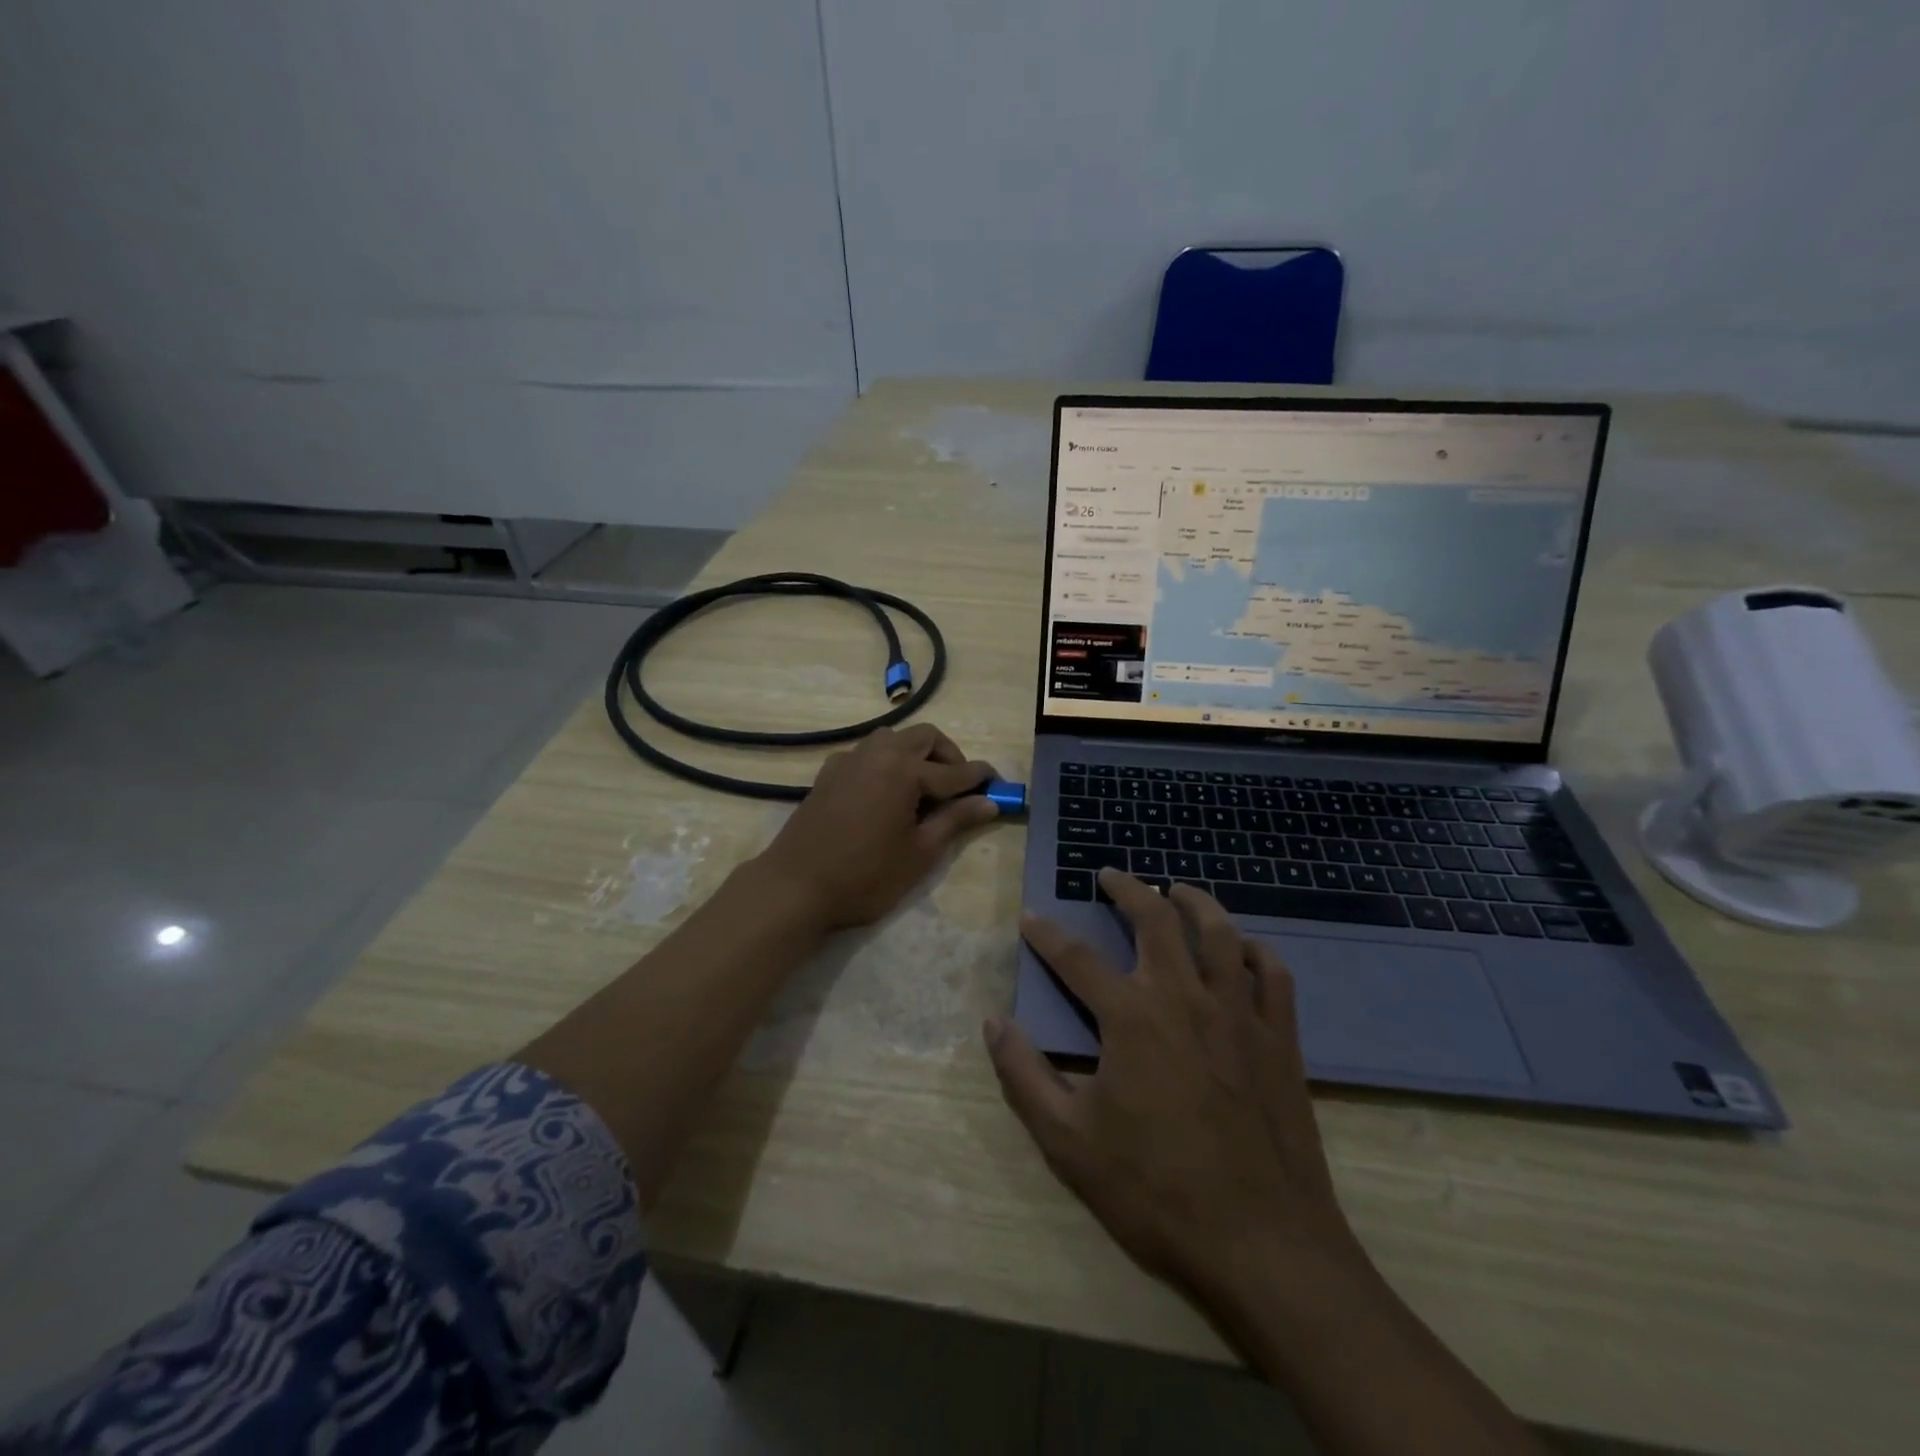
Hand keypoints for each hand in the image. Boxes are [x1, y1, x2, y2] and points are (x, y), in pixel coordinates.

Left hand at [753, 723, 999, 929]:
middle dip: (948, 756)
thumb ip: (955, 821)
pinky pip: (867, 753)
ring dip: (916, 754)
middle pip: (924, 737)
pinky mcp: (828, 773)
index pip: (954, 771)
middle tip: (959, 788)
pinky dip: (886, 762)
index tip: (998, 782)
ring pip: (893, 739)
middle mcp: (878, 753)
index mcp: (904, 770)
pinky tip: (886, 793)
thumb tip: (989, 802)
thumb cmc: (865, 876)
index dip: (980, 777)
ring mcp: (849, 760)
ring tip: (923, 789)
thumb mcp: (920, 853)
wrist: (795, 888)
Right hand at [985, 870, 1359, 1301]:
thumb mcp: (1068, 1142)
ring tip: (1176, 889)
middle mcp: (1184, 997)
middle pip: (1155, 919)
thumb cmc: (1156, 1191)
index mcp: (1131, 1017)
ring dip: (1195, 901)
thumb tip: (993, 1022)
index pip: (1076, 958)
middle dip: (1128, 889)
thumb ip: (1024, 1075)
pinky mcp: (1280, 1037)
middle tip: (1110, 874)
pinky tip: (1243, 947)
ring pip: (1220, 932)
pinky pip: (1272, 973)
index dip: (1047, 934)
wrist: (1262, 1244)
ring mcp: (1239, 1013)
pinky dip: (1254, 950)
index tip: (1030, 918)